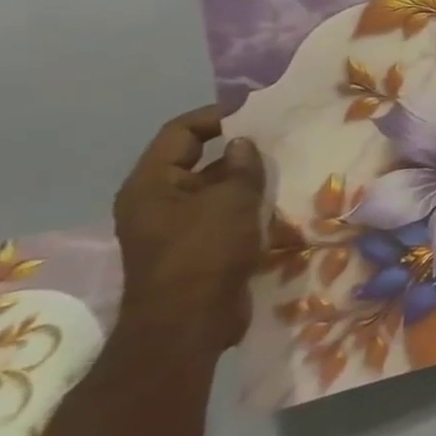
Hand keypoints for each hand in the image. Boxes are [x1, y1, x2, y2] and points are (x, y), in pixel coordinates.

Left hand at [112, 107, 266, 355]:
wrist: (189, 324)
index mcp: (150, 184)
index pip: (180, 133)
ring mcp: (173, 227)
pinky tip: (277, 203)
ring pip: (213, 190)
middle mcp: (155, 201)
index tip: (256, 111)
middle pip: (196, 160)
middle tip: (278, 140)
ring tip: (285, 168)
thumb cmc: (204, 253)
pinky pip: (221, 215)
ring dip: (245, 180)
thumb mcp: (231, 202)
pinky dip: (246, 206)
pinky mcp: (195, 248)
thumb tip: (243, 145)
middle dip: (237, 150)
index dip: (217, 117)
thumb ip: (242, 167)